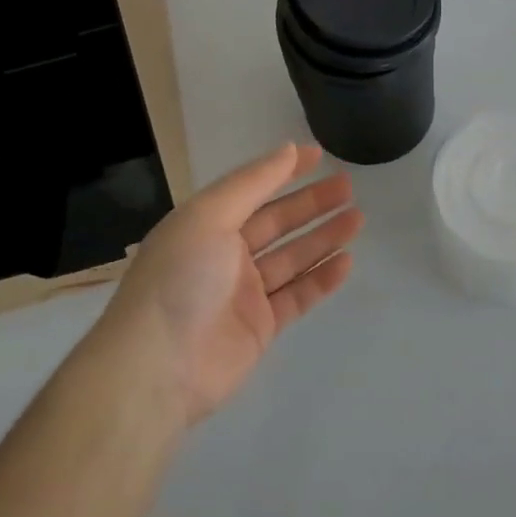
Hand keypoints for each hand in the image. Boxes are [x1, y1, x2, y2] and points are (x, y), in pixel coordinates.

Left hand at [89, 143, 362, 424]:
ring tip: (357, 218)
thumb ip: (252, 182)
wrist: (158, 367)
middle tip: (348, 186)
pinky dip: (321, 279)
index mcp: (205, 224)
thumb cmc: (181, 278)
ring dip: (323, 237)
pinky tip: (346, 261)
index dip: (283, 171)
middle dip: (311, 203)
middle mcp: (224, 254)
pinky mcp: (260, 327)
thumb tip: (288, 149)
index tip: (318, 155)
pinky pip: (297, 296)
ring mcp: (243, 293)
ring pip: (292, 258)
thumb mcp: (209, 216)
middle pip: (276, 222)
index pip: (251, 189)